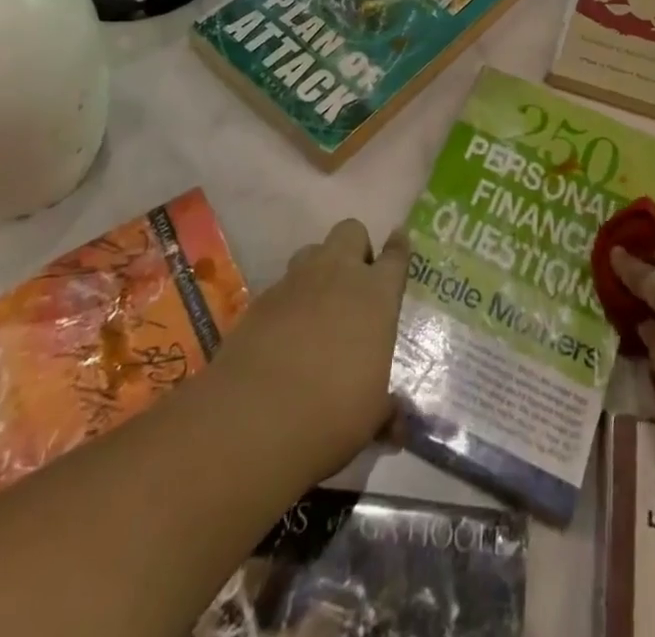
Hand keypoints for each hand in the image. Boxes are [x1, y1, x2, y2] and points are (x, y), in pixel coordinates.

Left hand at [209, 219, 408, 486]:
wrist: (253, 420)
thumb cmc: (332, 413)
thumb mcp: (372, 416)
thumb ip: (387, 409)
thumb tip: (398, 423)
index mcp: (377, 294)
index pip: (396, 255)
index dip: (399, 247)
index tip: (400, 240)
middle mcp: (338, 274)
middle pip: (351, 231)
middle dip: (355, 248)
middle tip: (355, 281)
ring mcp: (296, 283)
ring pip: (312, 250)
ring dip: (319, 268)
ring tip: (318, 303)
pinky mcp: (260, 300)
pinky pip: (282, 286)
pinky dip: (288, 301)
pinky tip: (284, 334)